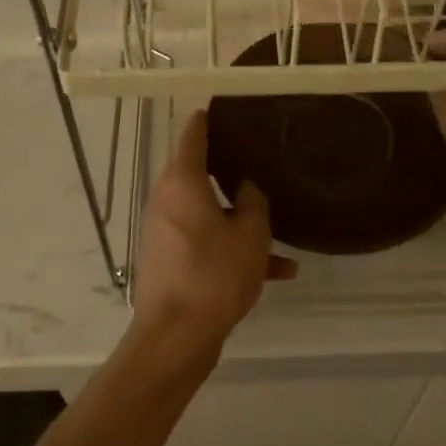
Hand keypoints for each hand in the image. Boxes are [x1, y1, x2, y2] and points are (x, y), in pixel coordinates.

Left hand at [132, 113, 295, 351]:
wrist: (176, 337)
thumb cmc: (214, 275)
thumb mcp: (250, 235)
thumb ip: (254, 202)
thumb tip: (247, 186)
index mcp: (181, 183)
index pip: (192, 135)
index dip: (209, 119)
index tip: (229, 108)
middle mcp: (167, 201)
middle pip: (197, 172)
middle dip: (229, 166)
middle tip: (260, 154)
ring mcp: (166, 233)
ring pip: (207, 212)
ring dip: (240, 217)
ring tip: (278, 219)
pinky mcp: (171, 261)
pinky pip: (206, 243)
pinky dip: (233, 248)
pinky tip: (279, 269)